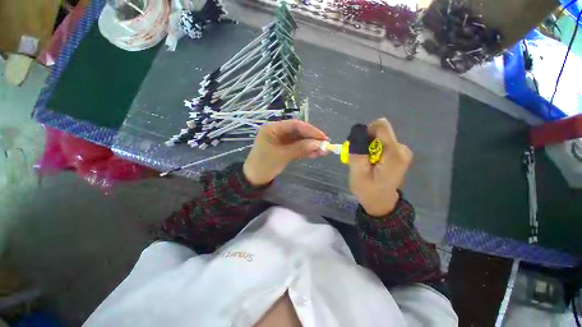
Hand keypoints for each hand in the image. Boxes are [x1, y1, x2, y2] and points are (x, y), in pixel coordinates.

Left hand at [243, 120, 327, 185]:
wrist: (254, 179)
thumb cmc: (264, 165)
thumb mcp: (282, 155)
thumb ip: (300, 148)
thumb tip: (319, 144)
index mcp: (273, 128)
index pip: (295, 125)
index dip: (310, 130)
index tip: (323, 137)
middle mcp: (278, 132)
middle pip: (298, 132)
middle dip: (311, 139)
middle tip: (325, 145)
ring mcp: (281, 141)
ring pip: (299, 141)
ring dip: (310, 146)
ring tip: (323, 151)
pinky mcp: (284, 149)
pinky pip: (296, 148)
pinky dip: (305, 151)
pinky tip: (315, 154)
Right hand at [349, 118, 412, 216]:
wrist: (381, 203)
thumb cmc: (368, 190)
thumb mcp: (357, 173)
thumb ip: (358, 152)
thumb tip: (357, 132)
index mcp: (394, 153)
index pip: (380, 126)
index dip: (366, 133)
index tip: (359, 147)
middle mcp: (402, 148)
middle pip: (379, 132)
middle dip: (365, 142)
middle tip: (361, 159)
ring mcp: (402, 151)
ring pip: (379, 137)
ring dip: (368, 147)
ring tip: (365, 163)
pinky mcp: (399, 153)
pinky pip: (382, 143)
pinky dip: (373, 150)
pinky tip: (371, 163)